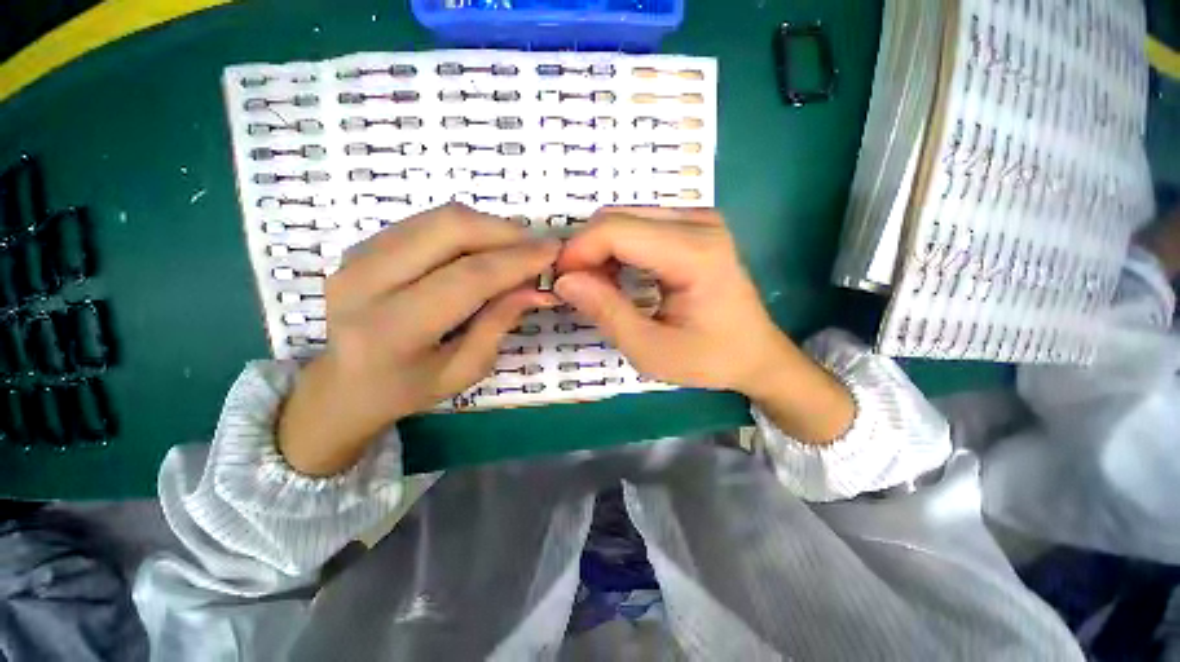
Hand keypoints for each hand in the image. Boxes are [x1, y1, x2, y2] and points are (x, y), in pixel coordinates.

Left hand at [278, 204, 559, 475]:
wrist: (343, 384)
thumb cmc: (410, 388)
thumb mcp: (465, 369)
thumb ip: (500, 323)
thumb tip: (536, 287)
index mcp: (393, 329)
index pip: (468, 277)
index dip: (517, 260)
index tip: (553, 251)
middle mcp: (365, 282)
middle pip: (449, 229)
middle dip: (504, 231)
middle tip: (536, 247)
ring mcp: (356, 256)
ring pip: (438, 218)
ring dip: (488, 226)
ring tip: (515, 248)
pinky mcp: (361, 245)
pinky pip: (426, 221)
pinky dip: (465, 228)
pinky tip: (484, 248)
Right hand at [555, 207, 853, 442]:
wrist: (756, 353)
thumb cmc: (709, 358)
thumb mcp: (651, 350)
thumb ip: (606, 313)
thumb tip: (564, 281)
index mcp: (696, 253)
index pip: (617, 231)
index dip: (578, 253)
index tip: (559, 284)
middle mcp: (699, 222)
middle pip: (618, 218)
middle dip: (586, 251)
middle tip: (576, 289)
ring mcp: (698, 220)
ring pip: (625, 219)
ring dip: (600, 251)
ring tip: (596, 288)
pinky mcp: (694, 227)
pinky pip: (639, 225)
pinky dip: (617, 250)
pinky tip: (616, 278)